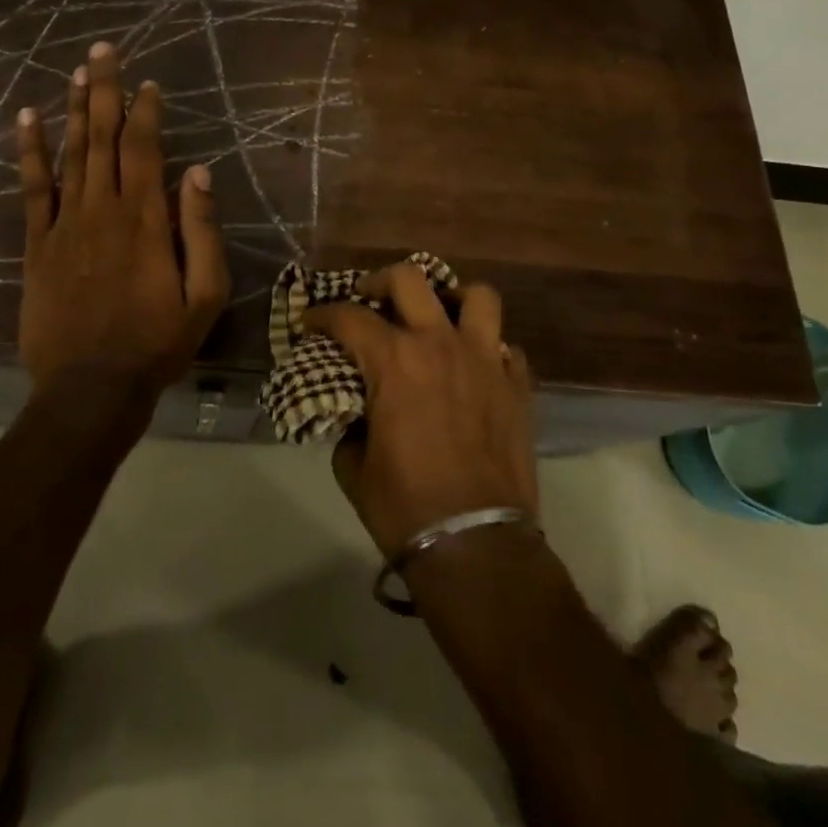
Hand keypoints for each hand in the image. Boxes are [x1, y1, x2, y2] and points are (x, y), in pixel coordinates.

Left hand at [14, 41, 229, 390]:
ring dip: (73, 110)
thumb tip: (198, 173)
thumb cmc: (157, 343)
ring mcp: (65, 225)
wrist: (90, 389)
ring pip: (69, 154)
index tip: (149, 83)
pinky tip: (27, 120)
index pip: (144, 148)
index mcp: (145, 220)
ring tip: (76, 71)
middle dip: (104, 90)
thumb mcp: (204, 296)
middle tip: (104, 50)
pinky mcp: (38, 245)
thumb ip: (201, 231)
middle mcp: (102, 210)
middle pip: (102, 138)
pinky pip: (32, 189)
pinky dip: (29, 152)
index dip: (146, 111)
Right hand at [305, 264, 536, 558]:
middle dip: (380, 281)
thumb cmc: (405, 507)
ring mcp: (486, 361)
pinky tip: (475, 368)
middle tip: (369, 298)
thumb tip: (357, 412)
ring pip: (478, 297)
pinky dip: (488, 349)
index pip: (349, 318)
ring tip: (439, 316)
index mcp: (395, 361)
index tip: (310, 323)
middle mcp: (441, 345)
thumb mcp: (354, 467)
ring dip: (453, 299)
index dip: (322, 315)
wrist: (477, 546)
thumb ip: (350, 424)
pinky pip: (507, 348)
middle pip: (410, 279)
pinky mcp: (517, 386)